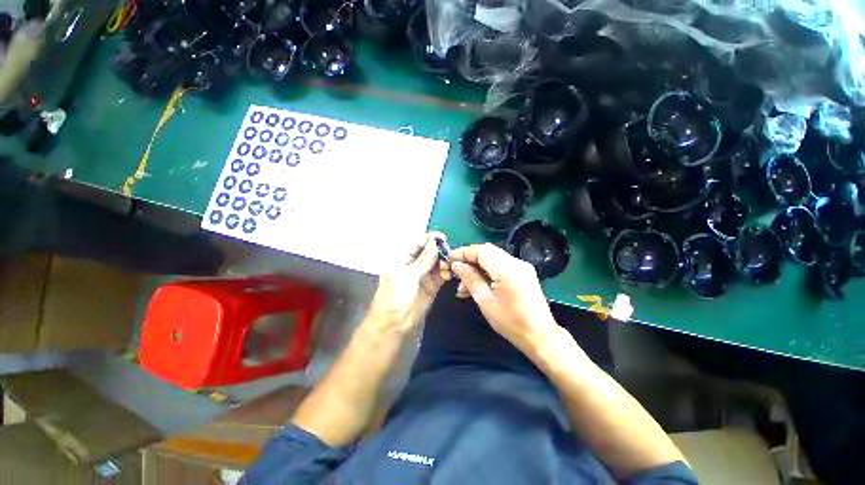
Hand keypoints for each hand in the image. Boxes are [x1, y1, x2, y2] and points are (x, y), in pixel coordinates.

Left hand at [366, 232, 450, 334]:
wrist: (394, 323)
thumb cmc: (395, 296)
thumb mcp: (408, 276)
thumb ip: (423, 260)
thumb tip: (435, 243)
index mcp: (403, 257)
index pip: (418, 242)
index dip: (430, 238)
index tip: (443, 238)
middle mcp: (414, 263)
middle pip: (430, 251)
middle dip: (440, 250)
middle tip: (450, 253)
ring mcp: (423, 274)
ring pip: (437, 262)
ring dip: (444, 262)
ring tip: (449, 266)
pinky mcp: (432, 285)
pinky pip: (441, 274)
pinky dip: (446, 272)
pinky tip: (448, 274)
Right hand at [450, 243, 559, 351]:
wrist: (539, 335)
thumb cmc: (510, 322)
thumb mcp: (485, 301)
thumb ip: (470, 279)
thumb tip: (456, 265)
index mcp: (508, 270)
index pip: (482, 251)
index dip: (464, 252)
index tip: (449, 259)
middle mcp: (517, 263)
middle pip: (488, 251)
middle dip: (469, 259)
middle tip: (455, 271)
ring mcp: (522, 266)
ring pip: (493, 258)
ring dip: (477, 266)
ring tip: (463, 285)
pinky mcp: (523, 272)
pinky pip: (500, 265)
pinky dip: (487, 270)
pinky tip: (477, 284)